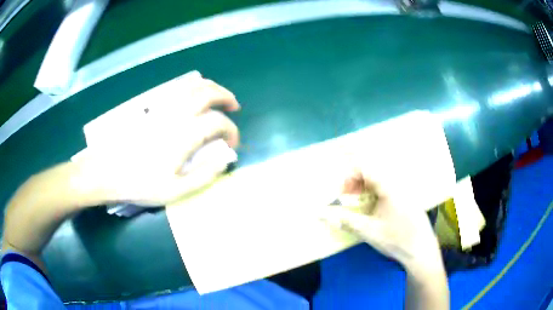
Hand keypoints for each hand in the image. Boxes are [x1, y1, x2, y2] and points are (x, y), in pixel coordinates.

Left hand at [79, 76, 240, 205]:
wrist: (106, 171)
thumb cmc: (140, 184)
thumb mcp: (176, 190)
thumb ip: (204, 175)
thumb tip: (225, 159)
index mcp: (184, 135)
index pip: (218, 123)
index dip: (231, 131)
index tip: (231, 145)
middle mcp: (176, 114)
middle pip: (207, 93)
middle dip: (225, 97)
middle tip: (233, 107)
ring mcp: (162, 107)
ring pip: (191, 86)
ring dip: (210, 87)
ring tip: (217, 96)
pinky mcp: (151, 107)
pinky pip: (176, 89)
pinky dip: (192, 87)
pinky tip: (193, 97)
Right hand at [321, 170, 442, 269]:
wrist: (421, 250)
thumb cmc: (396, 240)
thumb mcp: (368, 231)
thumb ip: (345, 220)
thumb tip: (321, 213)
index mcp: (389, 188)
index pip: (365, 168)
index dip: (349, 174)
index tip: (340, 190)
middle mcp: (397, 184)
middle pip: (372, 172)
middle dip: (355, 181)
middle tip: (346, 197)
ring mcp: (404, 191)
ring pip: (380, 179)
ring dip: (364, 186)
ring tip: (356, 201)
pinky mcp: (407, 198)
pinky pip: (387, 186)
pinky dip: (374, 192)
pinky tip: (372, 206)